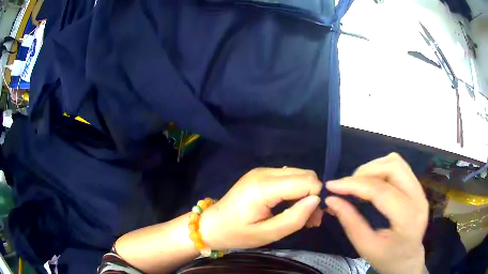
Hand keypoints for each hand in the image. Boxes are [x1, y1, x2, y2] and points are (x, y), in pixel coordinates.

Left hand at [200, 167, 322, 249]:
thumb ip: (294, 218)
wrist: (212, 225)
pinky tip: (293, 208)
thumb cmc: (237, 233)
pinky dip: (296, 192)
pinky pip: (289, 178)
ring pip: (299, 175)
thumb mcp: (268, 234)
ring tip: (303, 218)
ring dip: (306, 195)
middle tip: (310, 220)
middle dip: (313, 196)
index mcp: (264, 187)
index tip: (312, 218)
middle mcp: (265, 172)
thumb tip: (316, 200)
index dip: (315, 198)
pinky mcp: (261, 175)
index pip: (306, 181)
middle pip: (305, 175)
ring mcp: (262, 171)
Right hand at [325, 153, 427, 273]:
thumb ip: (350, 223)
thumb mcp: (366, 247)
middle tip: (348, 186)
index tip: (332, 185)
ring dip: (374, 167)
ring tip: (359, 183)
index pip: (381, 191)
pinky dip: (381, 169)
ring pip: (396, 162)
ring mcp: (420, 190)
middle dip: (366, 170)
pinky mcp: (418, 187)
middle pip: (393, 166)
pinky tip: (372, 183)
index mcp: (407, 218)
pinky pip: (399, 167)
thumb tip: (331, 200)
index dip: (354, 185)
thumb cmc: (387, 258)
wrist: (408, 260)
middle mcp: (418, 197)